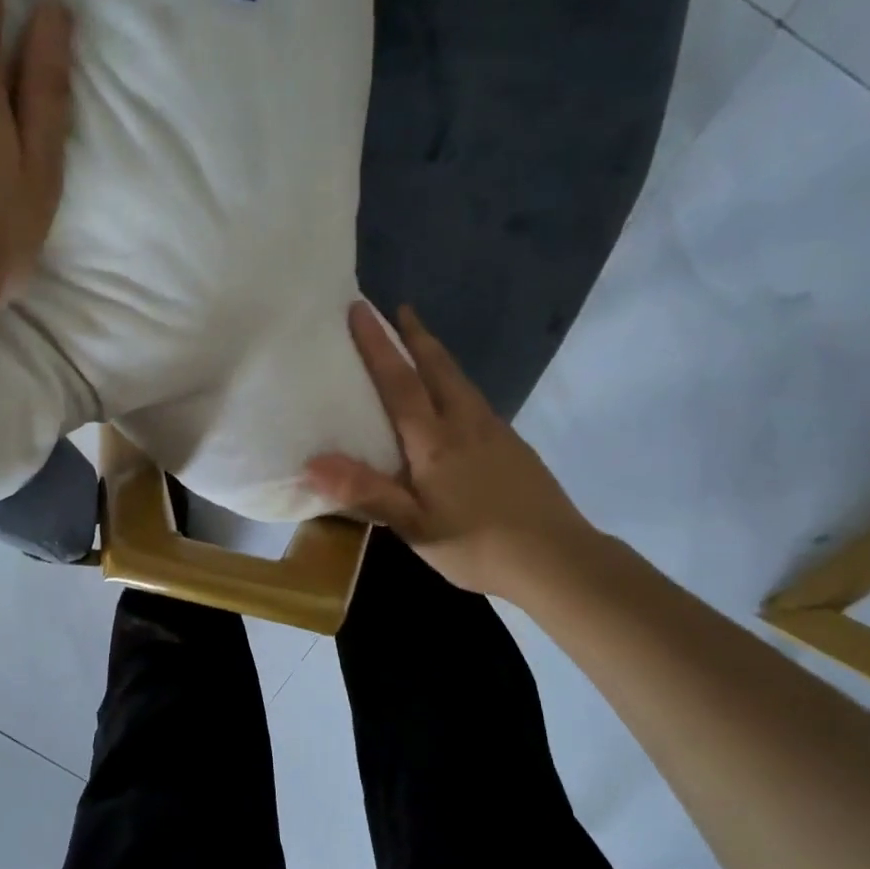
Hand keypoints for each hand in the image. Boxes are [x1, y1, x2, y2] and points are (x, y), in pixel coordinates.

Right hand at [305, 303, 594, 597]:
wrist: (558, 559)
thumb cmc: (477, 544)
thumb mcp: (414, 527)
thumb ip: (366, 493)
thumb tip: (311, 464)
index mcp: (435, 441)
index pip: (400, 382)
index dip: (378, 345)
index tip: (361, 309)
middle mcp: (466, 425)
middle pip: (439, 368)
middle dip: (416, 336)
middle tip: (400, 310)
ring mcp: (496, 432)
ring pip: (461, 382)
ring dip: (438, 356)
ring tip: (423, 346)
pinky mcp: (515, 447)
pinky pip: (476, 401)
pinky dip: (456, 384)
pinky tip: (457, 403)